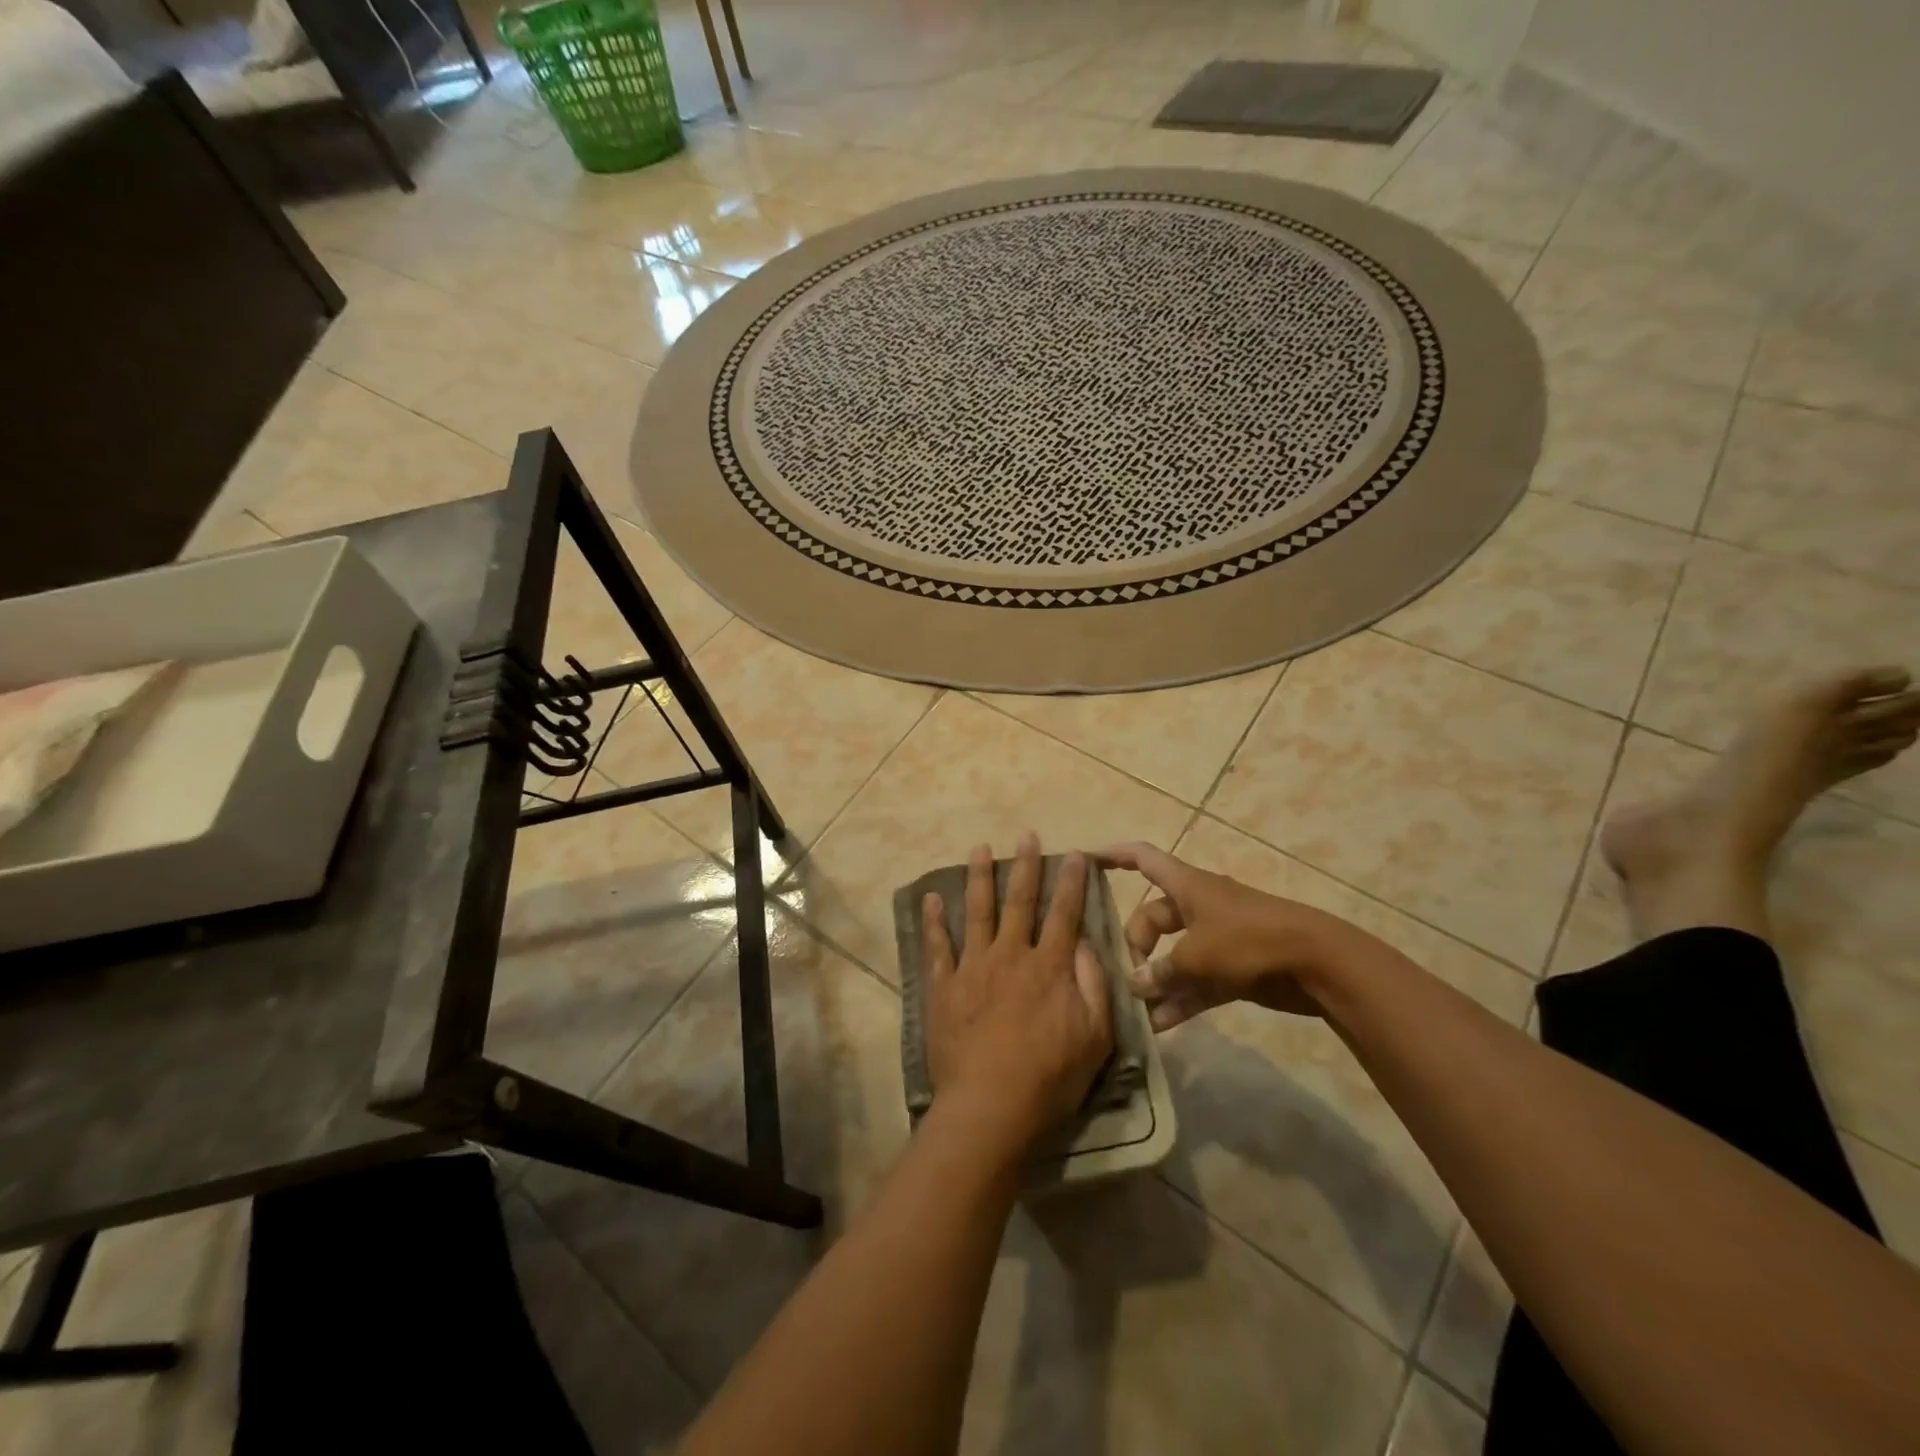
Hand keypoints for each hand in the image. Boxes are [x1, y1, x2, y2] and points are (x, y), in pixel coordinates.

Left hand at [922, 833, 1113, 1154]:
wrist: (990, 1106)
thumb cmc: (1050, 1077)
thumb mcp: (1095, 1037)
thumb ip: (1094, 985)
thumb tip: (1088, 944)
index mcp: (1049, 967)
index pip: (1065, 914)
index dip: (1072, 882)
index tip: (1074, 855)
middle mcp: (1011, 955)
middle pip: (1020, 901)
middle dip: (1026, 866)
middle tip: (1026, 835)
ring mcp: (973, 967)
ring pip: (977, 912)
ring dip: (978, 878)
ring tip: (979, 848)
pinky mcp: (944, 987)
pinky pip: (937, 947)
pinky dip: (933, 921)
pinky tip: (930, 898)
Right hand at [1096, 842, 1357, 1028]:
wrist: (1317, 963)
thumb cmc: (1250, 941)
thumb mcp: (1197, 955)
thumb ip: (1163, 971)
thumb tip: (1137, 984)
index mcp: (1187, 885)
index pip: (1143, 858)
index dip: (1114, 855)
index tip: (1085, 861)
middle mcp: (1198, 906)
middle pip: (1153, 917)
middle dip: (1136, 944)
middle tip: (1128, 975)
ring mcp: (1217, 938)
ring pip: (1174, 955)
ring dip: (1156, 980)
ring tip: (1134, 1008)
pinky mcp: (1233, 968)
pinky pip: (1196, 982)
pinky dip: (1179, 999)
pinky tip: (1159, 1025)